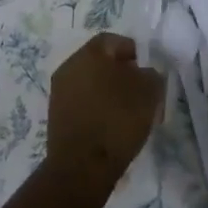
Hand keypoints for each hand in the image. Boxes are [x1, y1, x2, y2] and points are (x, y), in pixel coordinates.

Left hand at [45, 33, 163, 185]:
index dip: (133, 52)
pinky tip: (111, 126)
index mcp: (89, 53)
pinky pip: (82, 103)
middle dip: (122, 74)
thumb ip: (151, 75)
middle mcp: (69, 66)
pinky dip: (97, 109)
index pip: (113, 41)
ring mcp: (59, 92)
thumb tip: (144, 74)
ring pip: (90, 83)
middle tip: (141, 92)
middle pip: (100, 62)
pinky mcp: (56, 116)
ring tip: (129, 113)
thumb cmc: (117, 120)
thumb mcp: (149, 92)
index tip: (148, 71)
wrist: (82, 166)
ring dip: (109, 93)